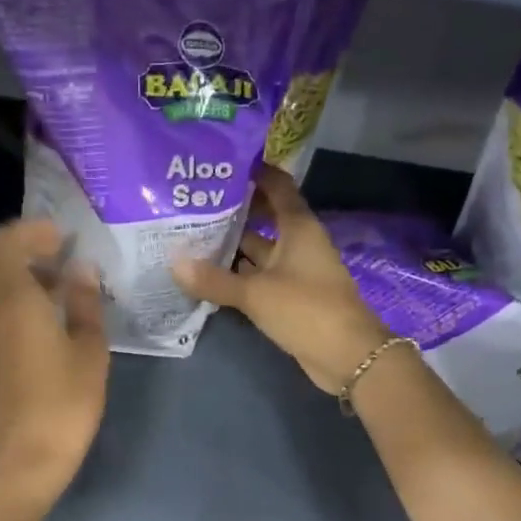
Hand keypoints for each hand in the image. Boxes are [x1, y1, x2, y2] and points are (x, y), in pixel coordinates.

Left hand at [0, 219, 108, 495]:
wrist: (30, 452)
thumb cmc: (66, 399)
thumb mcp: (89, 348)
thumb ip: (85, 301)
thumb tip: (82, 268)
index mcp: (13, 299)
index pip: (4, 242)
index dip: (32, 230)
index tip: (64, 235)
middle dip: (16, 241)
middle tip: (55, 248)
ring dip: (14, 264)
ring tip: (57, 275)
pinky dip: (12, 288)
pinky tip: (47, 304)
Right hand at [172, 166, 389, 393]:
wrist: (346, 356)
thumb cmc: (306, 310)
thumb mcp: (256, 293)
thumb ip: (214, 280)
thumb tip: (173, 262)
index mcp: (298, 227)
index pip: (277, 186)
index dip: (253, 172)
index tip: (219, 164)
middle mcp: (297, 243)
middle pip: (264, 216)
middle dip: (233, 209)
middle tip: (193, 202)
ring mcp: (294, 271)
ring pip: (259, 249)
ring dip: (231, 244)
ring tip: (190, 234)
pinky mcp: (290, 297)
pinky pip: (259, 277)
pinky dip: (237, 274)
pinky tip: (207, 273)